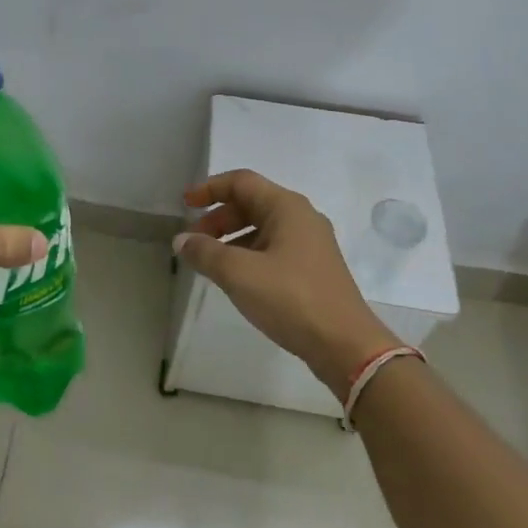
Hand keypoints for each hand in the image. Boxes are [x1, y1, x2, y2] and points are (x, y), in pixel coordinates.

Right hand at [174, 169, 400, 397]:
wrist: (346, 346)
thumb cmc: (291, 299)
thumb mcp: (239, 274)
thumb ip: (205, 252)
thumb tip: (181, 240)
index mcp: (287, 207)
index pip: (241, 182)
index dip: (209, 188)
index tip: (184, 204)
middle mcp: (301, 217)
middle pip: (251, 203)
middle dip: (218, 217)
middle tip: (195, 240)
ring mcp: (311, 244)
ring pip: (262, 228)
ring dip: (232, 238)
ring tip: (210, 262)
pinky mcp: (313, 269)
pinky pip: (273, 248)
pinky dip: (248, 254)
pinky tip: (236, 278)